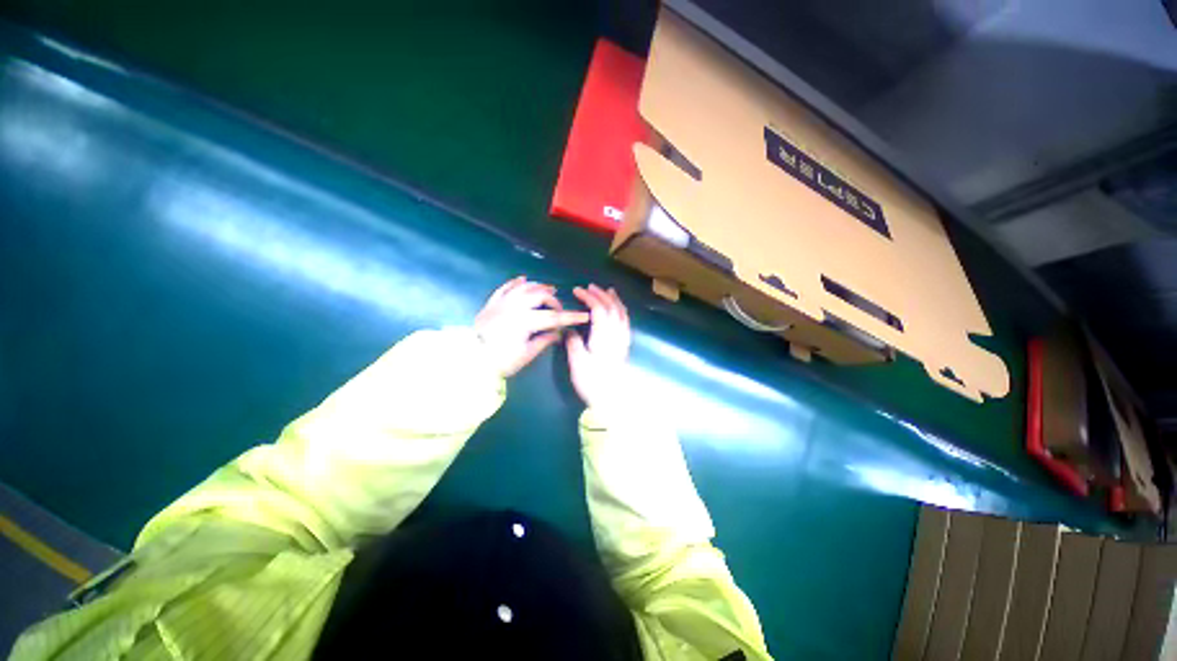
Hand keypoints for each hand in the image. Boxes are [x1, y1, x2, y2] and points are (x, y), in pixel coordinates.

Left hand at [475, 277, 589, 377]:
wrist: (470, 358)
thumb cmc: (500, 360)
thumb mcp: (525, 355)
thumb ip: (543, 341)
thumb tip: (557, 334)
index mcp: (525, 321)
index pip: (554, 317)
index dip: (571, 316)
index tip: (584, 315)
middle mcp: (515, 307)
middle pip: (540, 296)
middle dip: (554, 300)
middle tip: (559, 309)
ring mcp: (502, 303)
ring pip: (525, 288)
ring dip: (539, 287)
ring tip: (549, 289)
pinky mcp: (492, 303)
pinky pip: (505, 288)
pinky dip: (516, 283)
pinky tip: (524, 279)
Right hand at [566, 284, 631, 408]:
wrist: (611, 399)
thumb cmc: (592, 382)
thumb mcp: (578, 363)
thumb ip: (574, 343)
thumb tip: (569, 330)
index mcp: (603, 336)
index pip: (598, 309)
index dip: (588, 297)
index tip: (577, 290)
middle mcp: (615, 334)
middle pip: (612, 308)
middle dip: (601, 294)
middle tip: (590, 287)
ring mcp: (622, 340)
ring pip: (621, 313)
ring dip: (614, 300)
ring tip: (608, 291)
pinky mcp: (624, 346)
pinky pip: (625, 322)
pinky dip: (622, 311)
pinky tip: (618, 311)